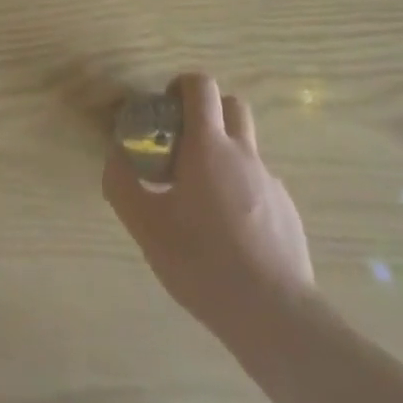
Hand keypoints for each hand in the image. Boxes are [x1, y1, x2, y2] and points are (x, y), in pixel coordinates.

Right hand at [103, 74, 314, 342]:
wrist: (276, 316)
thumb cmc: (205, 263)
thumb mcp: (147, 228)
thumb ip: (123, 186)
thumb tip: (115, 157)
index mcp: (209, 146)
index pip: (201, 86)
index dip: (182, 85)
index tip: (165, 107)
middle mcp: (244, 153)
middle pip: (232, 105)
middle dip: (207, 111)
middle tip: (183, 142)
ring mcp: (271, 182)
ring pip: (246, 147)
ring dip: (223, 153)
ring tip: (202, 197)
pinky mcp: (288, 212)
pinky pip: (260, 184)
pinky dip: (241, 190)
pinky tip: (230, 232)